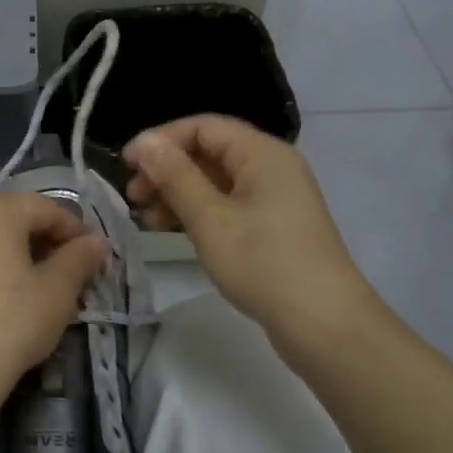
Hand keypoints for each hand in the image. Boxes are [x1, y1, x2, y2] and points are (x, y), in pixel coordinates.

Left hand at [0, 192, 108, 446]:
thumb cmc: (9, 325)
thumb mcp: (57, 293)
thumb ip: (79, 258)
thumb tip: (97, 242)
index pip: (47, 209)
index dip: (75, 232)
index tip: (92, 260)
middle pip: (12, 218)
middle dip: (41, 241)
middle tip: (64, 275)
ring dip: (10, 253)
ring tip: (28, 288)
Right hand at [124, 115, 374, 339]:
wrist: (326, 326)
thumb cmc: (264, 264)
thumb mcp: (210, 219)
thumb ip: (175, 176)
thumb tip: (145, 142)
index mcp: (262, 153)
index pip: (202, 127)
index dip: (161, 139)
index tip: (126, 165)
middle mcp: (272, 166)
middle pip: (209, 151)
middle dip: (167, 168)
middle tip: (133, 196)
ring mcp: (275, 197)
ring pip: (216, 180)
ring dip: (178, 192)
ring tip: (147, 218)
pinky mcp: (274, 225)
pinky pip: (228, 203)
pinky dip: (198, 211)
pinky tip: (173, 230)